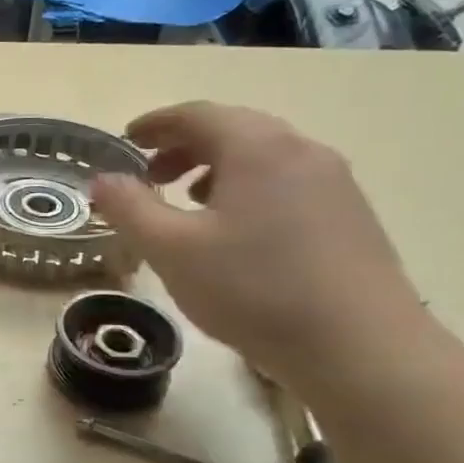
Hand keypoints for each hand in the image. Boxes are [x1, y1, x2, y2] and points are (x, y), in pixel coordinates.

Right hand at [90, 102, 430, 384]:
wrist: (361, 348)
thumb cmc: (254, 290)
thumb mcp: (172, 250)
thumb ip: (130, 209)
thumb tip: (102, 180)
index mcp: (257, 147)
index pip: (197, 114)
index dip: (156, 123)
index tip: (126, 138)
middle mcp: (301, 151)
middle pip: (233, 130)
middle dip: (184, 147)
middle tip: (151, 175)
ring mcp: (334, 183)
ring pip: (263, 158)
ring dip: (216, 169)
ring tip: (189, 203)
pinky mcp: (350, 216)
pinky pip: (286, 183)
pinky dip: (248, 190)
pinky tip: (237, 232)